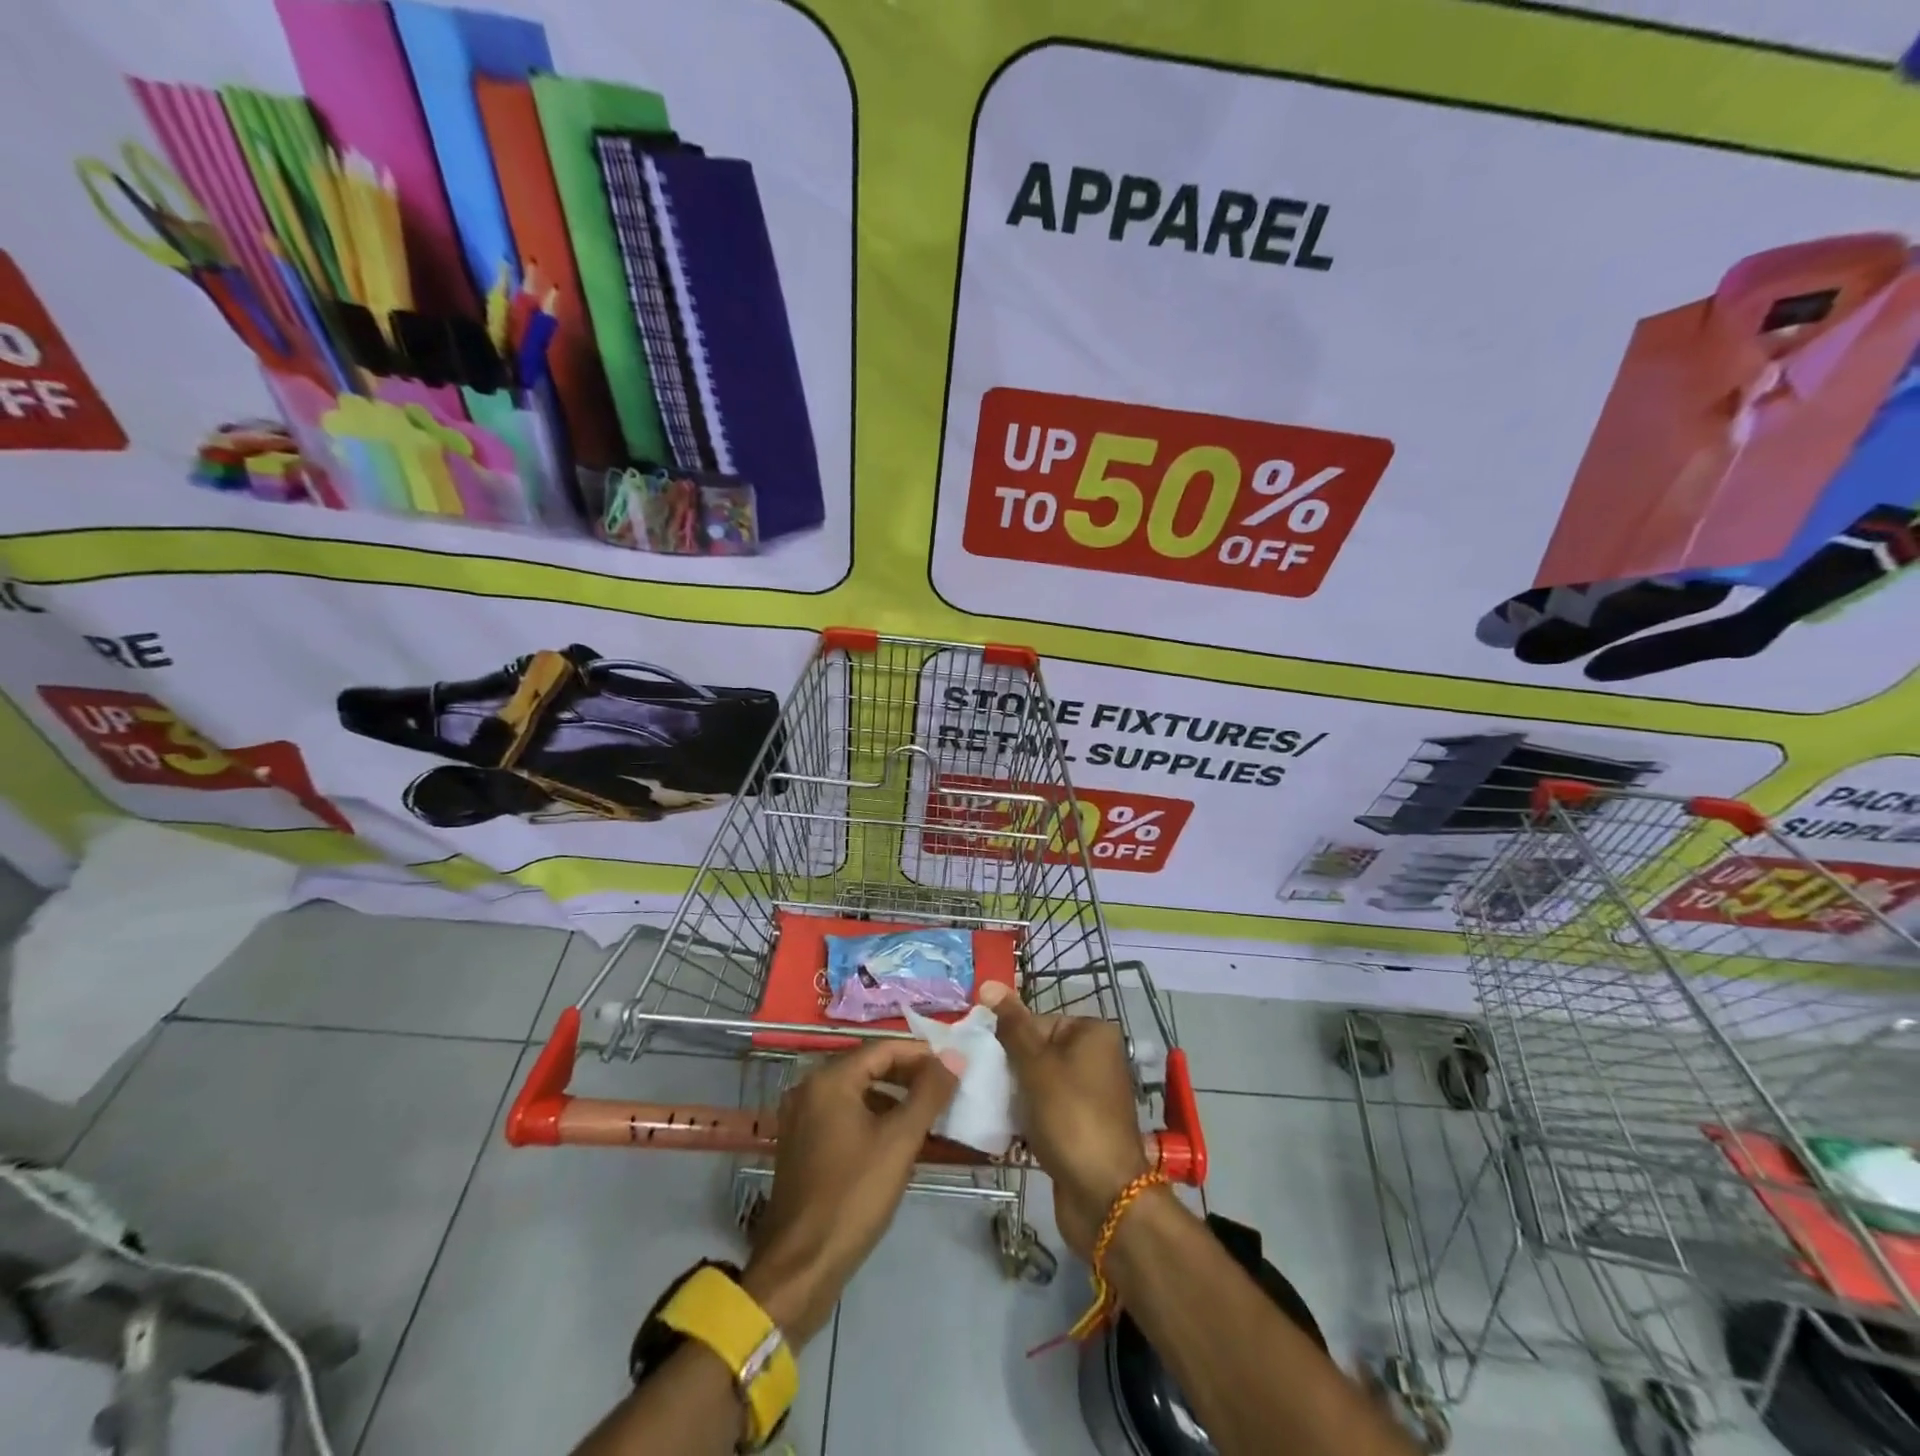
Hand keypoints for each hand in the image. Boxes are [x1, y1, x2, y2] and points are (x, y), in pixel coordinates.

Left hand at [741, 1041, 958, 1344]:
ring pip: (857, 1092)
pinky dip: (872, 1118)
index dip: (921, 1054)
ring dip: (892, 1098)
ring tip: (928, 1114)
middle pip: (868, 1067)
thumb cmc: (853, 1196)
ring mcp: (801, 1117)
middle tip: (944, 1088)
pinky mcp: (802, 1144)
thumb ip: (929, 1093)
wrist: (801, 1267)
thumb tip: (954, 1056)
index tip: (953, 1066)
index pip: (883, 1048)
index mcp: (829, 1080)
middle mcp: (810, 1088)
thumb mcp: (900, 1141)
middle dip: (908, 1075)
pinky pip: (844, 1115)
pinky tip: (897, 1139)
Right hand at [980, 982, 1149, 1259]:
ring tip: (985, 1105)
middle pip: (1036, 1050)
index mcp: (1092, 1033)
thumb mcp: (1035, 1065)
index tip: (982, 1060)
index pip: (1036, 1021)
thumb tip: (989, 983)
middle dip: (1008, 1068)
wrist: (1104, 1197)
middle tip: (979, 1082)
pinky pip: (1044, 1110)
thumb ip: (1011, 1026)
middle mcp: (1096, 1057)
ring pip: (1037, 1082)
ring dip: (1013, 1094)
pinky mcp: (1080, 1126)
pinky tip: (1001, 1127)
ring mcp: (1089, 1094)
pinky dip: (1025, 1116)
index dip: (1007, 1040)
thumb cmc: (1070, 1117)